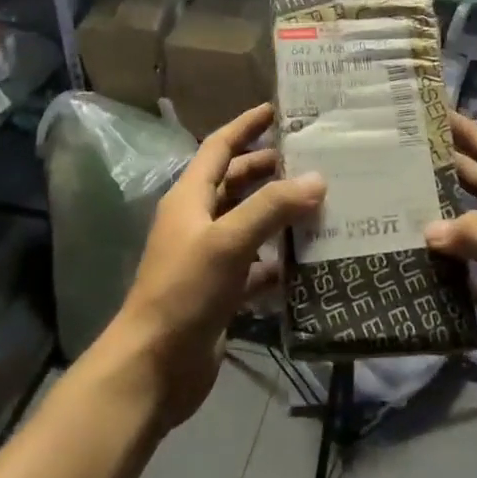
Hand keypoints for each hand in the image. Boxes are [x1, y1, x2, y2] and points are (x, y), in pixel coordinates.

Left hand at [107, 104, 324, 431]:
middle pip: (236, 183)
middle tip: (313, 159)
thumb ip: (271, 207)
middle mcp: (198, 221)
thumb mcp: (228, 241)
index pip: (219, 148)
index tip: (276, 110)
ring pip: (249, 223)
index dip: (245, 126)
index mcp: (190, 198)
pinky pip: (256, 264)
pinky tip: (309, 258)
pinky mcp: (221, 291)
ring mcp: (209, 257)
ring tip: (321, 203)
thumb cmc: (184, 292)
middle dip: (270, 169)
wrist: (154, 367)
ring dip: (279, 213)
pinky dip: (279, 258)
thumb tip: (317, 179)